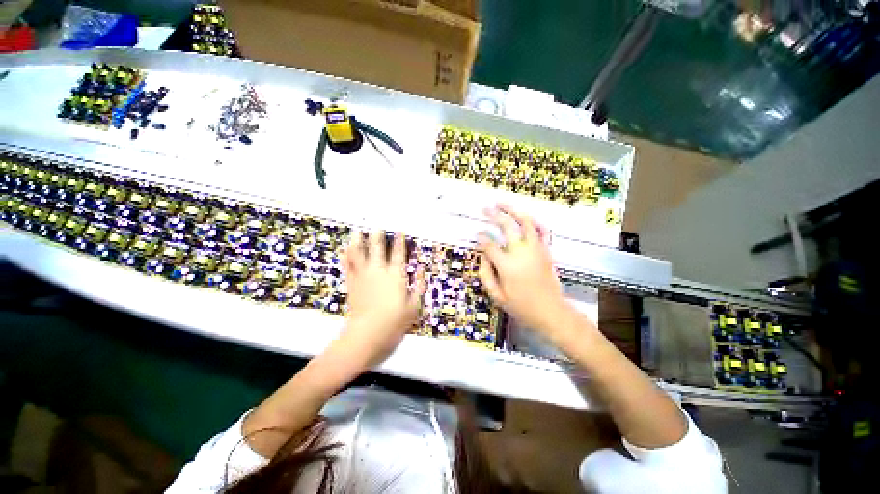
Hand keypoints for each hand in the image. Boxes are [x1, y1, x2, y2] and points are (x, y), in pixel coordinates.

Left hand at [332, 230, 424, 369]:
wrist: (366, 335)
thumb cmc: (394, 322)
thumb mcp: (414, 306)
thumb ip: (419, 285)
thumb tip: (421, 269)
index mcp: (395, 275)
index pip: (399, 253)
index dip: (399, 241)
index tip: (399, 231)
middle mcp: (379, 271)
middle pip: (377, 248)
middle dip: (378, 235)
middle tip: (377, 225)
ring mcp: (363, 276)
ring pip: (359, 253)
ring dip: (359, 241)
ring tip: (358, 231)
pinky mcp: (352, 284)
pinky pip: (348, 266)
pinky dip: (347, 256)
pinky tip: (345, 249)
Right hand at [477, 205, 573, 342]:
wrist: (550, 311)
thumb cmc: (521, 306)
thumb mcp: (497, 296)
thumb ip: (486, 274)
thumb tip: (482, 256)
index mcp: (507, 265)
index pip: (490, 245)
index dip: (481, 237)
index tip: (477, 233)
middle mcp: (521, 252)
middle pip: (506, 226)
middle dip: (494, 215)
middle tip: (485, 209)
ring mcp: (536, 249)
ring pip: (525, 222)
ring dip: (513, 210)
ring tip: (502, 203)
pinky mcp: (545, 250)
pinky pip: (541, 230)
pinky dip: (533, 220)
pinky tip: (525, 215)